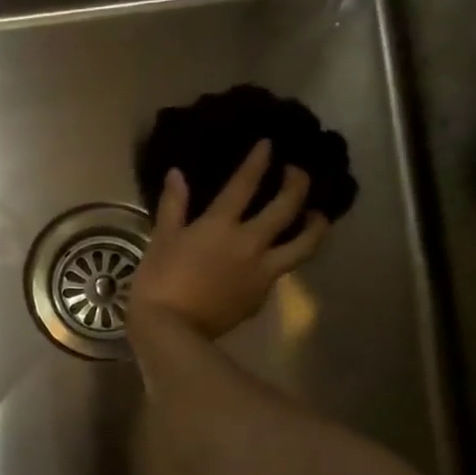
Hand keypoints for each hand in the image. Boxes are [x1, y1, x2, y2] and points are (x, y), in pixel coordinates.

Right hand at [131, 140, 328, 339]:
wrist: (172, 330)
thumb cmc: (159, 281)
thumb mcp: (161, 239)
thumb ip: (173, 205)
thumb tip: (176, 174)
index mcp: (221, 225)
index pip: (246, 184)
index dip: (259, 161)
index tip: (269, 144)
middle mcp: (251, 242)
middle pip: (288, 207)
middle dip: (298, 184)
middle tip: (298, 173)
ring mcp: (262, 270)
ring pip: (304, 243)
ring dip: (316, 224)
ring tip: (316, 215)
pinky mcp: (263, 294)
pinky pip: (283, 269)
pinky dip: (287, 256)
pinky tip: (280, 255)